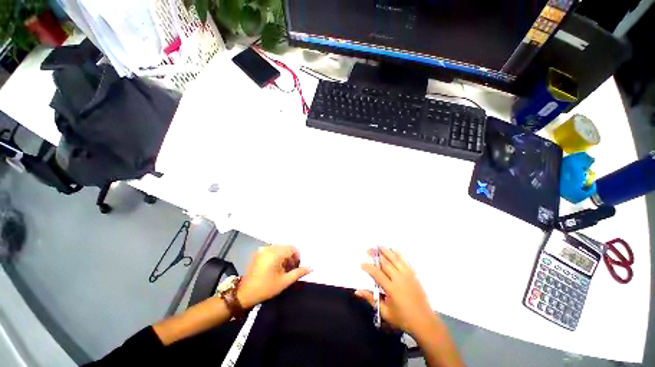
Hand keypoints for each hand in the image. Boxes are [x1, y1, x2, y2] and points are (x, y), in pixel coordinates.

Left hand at [237, 245, 311, 308]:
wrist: (244, 294)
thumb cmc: (266, 288)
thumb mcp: (284, 282)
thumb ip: (298, 273)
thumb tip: (311, 268)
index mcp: (275, 254)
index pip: (292, 248)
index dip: (297, 256)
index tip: (296, 267)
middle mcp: (269, 248)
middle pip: (286, 247)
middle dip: (291, 256)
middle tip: (290, 269)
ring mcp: (263, 250)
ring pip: (280, 248)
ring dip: (284, 256)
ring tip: (283, 269)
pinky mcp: (259, 253)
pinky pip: (272, 250)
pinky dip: (277, 255)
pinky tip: (275, 267)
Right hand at [355, 247, 434, 334]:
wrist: (424, 322)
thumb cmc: (402, 318)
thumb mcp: (385, 312)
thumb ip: (371, 299)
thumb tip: (357, 291)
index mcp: (392, 289)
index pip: (377, 274)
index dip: (368, 267)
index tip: (362, 264)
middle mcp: (399, 279)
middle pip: (385, 263)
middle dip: (376, 255)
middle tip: (368, 250)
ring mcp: (408, 276)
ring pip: (395, 259)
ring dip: (386, 251)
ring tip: (379, 245)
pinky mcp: (413, 275)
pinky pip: (405, 261)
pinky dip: (398, 254)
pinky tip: (393, 249)